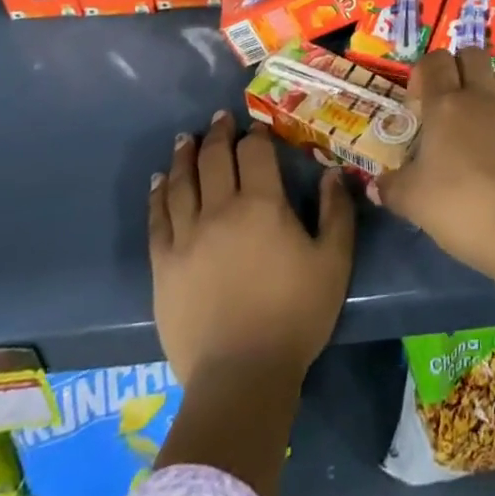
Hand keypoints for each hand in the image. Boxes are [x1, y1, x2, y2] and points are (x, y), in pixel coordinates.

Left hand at [149, 112, 355, 384]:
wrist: (241, 376)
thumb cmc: (294, 316)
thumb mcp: (333, 263)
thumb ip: (336, 213)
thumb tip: (333, 173)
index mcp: (262, 205)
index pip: (255, 153)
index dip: (255, 135)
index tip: (256, 127)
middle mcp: (221, 209)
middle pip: (215, 158)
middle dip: (218, 134)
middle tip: (219, 119)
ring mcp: (187, 236)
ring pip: (182, 182)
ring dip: (184, 155)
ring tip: (185, 139)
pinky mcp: (163, 264)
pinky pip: (157, 218)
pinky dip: (158, 194)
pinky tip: (159, 181)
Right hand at [373, 48, 494, 282]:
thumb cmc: (462, 207)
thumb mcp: (414, 203)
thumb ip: (391, 188)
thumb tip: (376, 184)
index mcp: (446, 105)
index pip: (435, 61)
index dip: (424, 70)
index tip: (418, 99)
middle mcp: (481, 98)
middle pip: (472, 54)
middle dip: (458, 65)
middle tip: (448, 98)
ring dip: (487, 85)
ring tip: (477, 117)